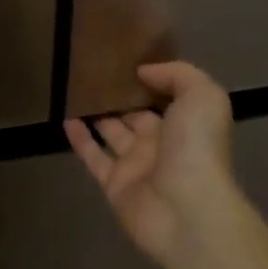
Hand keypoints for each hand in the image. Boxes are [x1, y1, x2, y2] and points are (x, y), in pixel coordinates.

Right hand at [64, 61, 237, 267]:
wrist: (186, 210)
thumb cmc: (197, 148)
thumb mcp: (202, 97)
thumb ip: (176, 75)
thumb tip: (143, 72)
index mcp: (186, 123)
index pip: (165, 96)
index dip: (148, 79)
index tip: (125, 58)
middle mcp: (161, 143)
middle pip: (136, 114)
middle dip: (120, 96)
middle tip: (94, 72)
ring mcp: (136, 165)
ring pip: (111, 133)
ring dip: (96, 114)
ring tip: (75, 89)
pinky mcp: (113, 184)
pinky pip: (93, 156)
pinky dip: (79, 138)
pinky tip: (65, 118)